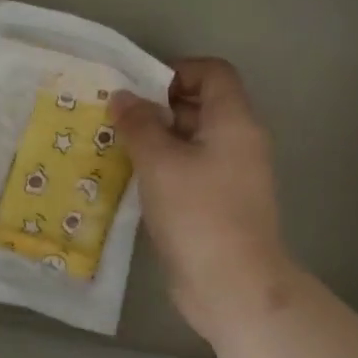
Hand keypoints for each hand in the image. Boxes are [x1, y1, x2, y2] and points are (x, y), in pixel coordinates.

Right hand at [109, 58, 304, 344]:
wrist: (233, 287)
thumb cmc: (198, 212)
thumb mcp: (159, 161)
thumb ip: (138, 123)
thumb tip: (123, 97)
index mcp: (234, 121)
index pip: (213, 72)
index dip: (176, 71)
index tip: (139, 90)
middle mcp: (240, 141)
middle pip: (201, 104)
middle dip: (159, 105)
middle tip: (118, 118)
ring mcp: (233, 175)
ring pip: (193, 139)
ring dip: (158, 138)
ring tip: (117, 146)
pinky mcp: (221, 203)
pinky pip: (192, 169)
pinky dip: (165, 166)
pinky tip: (134, 179)